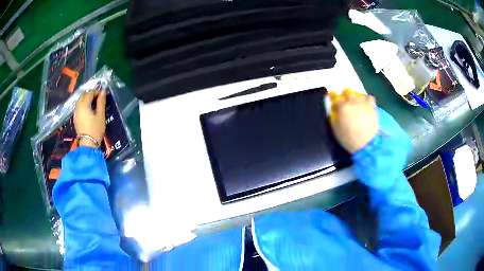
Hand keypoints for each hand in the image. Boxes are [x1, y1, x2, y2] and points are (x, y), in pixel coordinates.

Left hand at [74, 90, 106, 147]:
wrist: (88, 145)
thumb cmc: (95, 129)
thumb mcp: (100, 115)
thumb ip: (101, 102)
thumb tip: (102, 91)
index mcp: (84, 104)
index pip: (90, 93)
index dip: (96, 91)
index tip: (103, 93)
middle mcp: (78, 107)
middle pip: (83, 95)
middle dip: (90, 93)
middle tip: (98, 96)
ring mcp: (76, 113)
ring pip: (80, 101)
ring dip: (86, 99)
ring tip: (93, 102)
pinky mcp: (75, 119)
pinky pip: (78, 107)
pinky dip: (83, 104)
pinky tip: (88, 109)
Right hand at [329, 89, 377, 153]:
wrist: (366, 143)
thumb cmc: (348, 138)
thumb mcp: (336, 128)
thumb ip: (334, 115)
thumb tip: (333, 108)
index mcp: (341, 107)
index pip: (334, 96)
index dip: (332, 97)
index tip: (331, 97)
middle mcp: (352, 101)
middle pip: (346, 91)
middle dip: (343, 95)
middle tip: (344, 101)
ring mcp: (362, 102)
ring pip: (357, 93)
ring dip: (354, 96)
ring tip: (354, 103)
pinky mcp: (371, 106)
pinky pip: (368, 97)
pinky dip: (365, 99)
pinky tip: (364, 104)